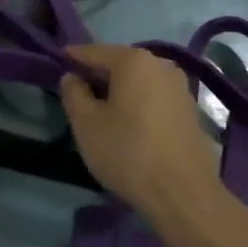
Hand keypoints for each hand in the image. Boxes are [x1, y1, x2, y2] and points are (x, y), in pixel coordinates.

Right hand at [60, 44, 221, 219]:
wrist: (183, 194)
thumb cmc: (127, 152)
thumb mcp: (86, 123)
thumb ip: (73, 93)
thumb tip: (72, 77)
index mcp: (134, 60)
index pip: (93, 52)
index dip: (72, 59)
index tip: (56, 66)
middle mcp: (161, 65)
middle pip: (119, 64)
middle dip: (97, 76)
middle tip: (77, 94)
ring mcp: (180, 88)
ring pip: (139, 82)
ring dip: (119, 92)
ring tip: (102, 113)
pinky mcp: (191, 111)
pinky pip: (155, 98)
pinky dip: (138, 105)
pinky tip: (129, 126)